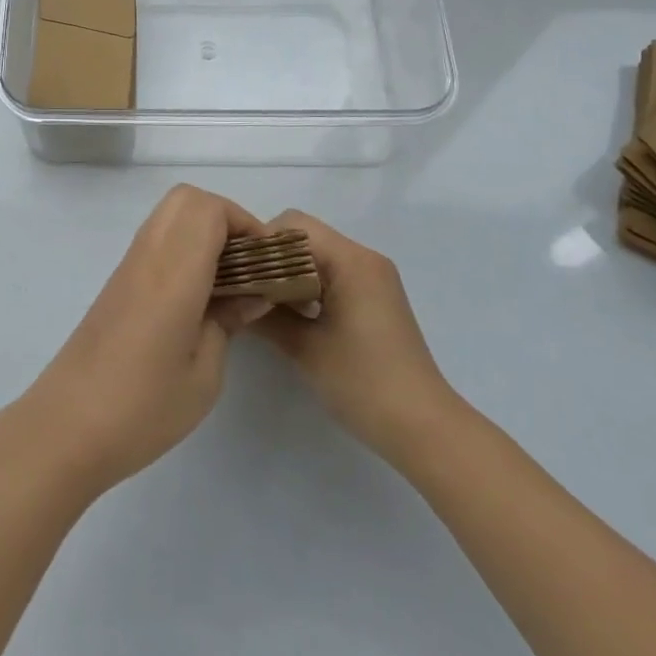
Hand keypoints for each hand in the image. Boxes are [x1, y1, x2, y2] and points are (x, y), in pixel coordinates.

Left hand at [14, 185, 272, 497]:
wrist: (65, 427)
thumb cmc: (142, 408)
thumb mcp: (204, 374)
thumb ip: (229, 321)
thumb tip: (252, 294)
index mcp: (172, 273)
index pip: (209, 209)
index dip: (245, 224)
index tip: (266, 263)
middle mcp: (148, 256)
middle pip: (186, 199)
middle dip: (225, 219)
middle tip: (246, 265)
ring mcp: (128, 267)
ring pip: (169, 216)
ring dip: (202, 232)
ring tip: (227, 282)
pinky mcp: (117, 283)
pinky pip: (155, 242)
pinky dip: (182, 250)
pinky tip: (196, 297)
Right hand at [254, 210, 463, 473]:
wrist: (423, 428)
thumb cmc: (364, 383)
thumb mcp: (305, 348)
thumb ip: (266, 315)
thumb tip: (232, 295)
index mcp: (351, 261)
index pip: (294, 226)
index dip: (261, 244)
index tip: (237, 272)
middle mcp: (365, 259)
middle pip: (305, 237)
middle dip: (272, 258)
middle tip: (244, 287)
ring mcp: (372, 279)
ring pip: (317, 257)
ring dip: (288, 273)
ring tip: (260, 302)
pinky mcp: (374, 299)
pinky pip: (331, 275)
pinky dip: (307, 286)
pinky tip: (289, 315)